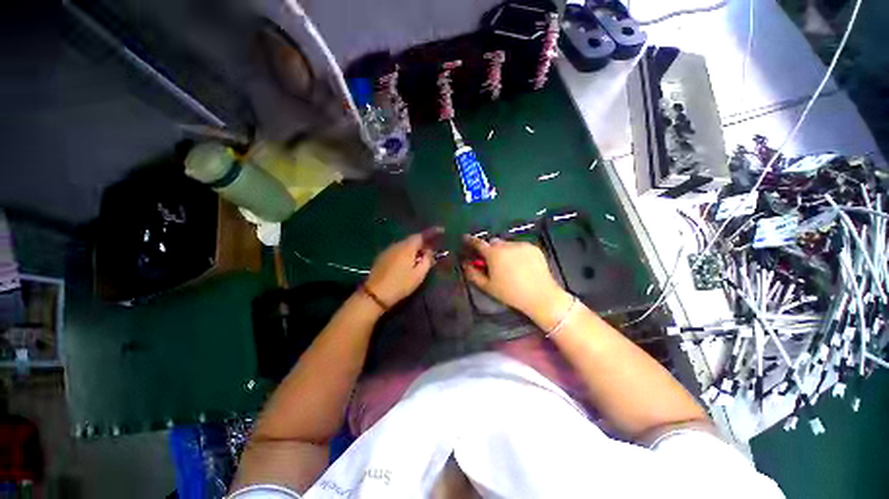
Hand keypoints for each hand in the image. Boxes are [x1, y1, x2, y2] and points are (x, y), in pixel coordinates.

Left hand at [364, 229, 440, 306]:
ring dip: (414, 248)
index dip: (432, 232)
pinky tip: (408, 261)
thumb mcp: (419, 274)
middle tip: (432, 247)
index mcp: (407, 247)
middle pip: (413, 239)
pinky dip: (406, 252)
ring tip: (421, 255)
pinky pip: (398, 250)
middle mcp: (397, 244)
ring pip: (405, 245)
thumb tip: (430, 251)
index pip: (422, 235)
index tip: (441, 230)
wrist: (375, 294)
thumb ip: (427, 260)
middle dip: (423, 241)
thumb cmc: (400, 284)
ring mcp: (388, 250)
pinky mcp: (382, 257)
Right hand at [462, 235, 567, 318]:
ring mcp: (521, 245)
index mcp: (493, 254)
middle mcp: (506, 245)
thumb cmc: (510, 293)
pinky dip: (517, 252)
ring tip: (509, 265)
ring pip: (507, 244)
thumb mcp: (488, 286)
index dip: (470, 240)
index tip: (466, 238)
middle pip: (494, 242)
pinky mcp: (533, 248)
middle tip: (492, 262)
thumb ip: (473, 274)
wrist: (540, 295)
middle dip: (490, 249)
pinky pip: (520, 246)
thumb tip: (465, 264)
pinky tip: (521, 265)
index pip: (478, 243)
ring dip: (504, 251)